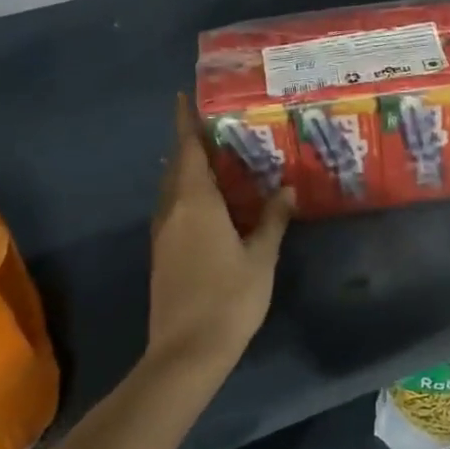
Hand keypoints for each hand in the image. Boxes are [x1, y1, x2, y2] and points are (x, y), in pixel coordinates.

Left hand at [147, 95, 292, 372]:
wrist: (187, 351)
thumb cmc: (229, 298)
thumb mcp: (261, 256)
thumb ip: (273, 219)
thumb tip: (287, 189)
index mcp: (195, 203)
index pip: (187, 150)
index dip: (185, 122)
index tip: (184, 97)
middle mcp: (173, 211)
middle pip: (176, 167)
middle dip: (189, 143)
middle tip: (215, 127)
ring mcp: (163, 234)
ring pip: (172, 189)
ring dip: (187, 170)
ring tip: (216, 160)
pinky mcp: (162, 255)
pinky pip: (173, 209)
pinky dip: (187, 194)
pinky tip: (210, 203)